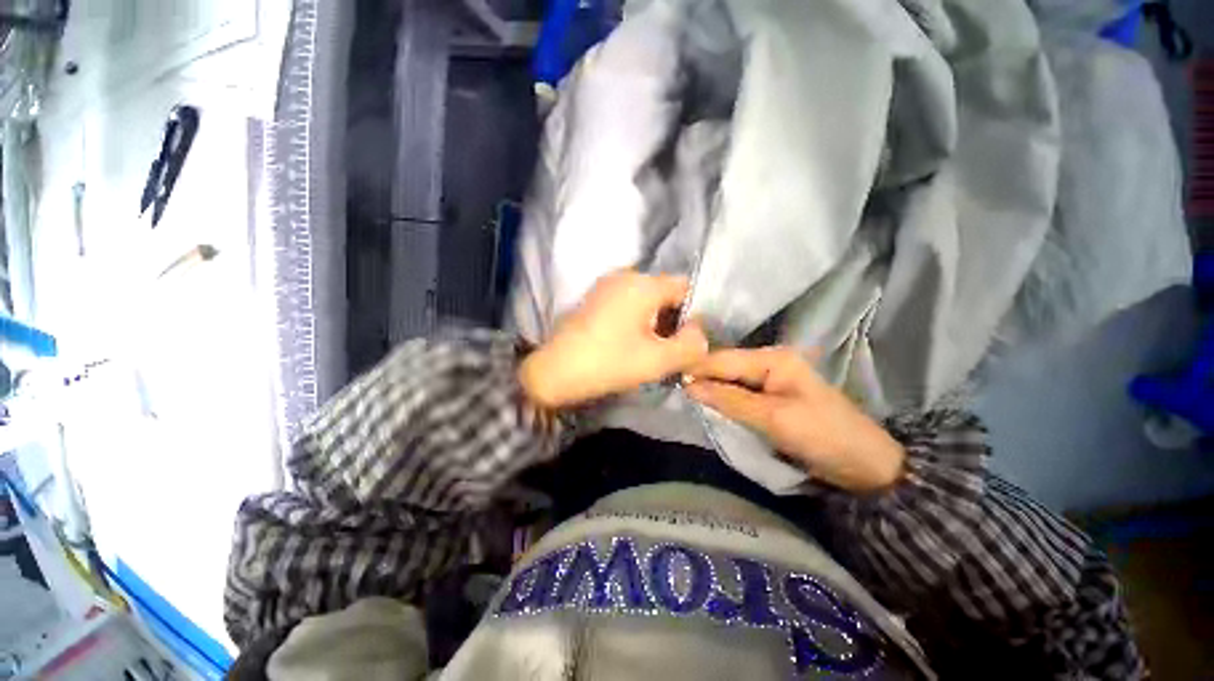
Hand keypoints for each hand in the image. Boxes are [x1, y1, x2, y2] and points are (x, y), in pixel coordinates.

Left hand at [519, 271, 708, 408]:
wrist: (553, 372)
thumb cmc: (608, 363)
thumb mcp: (658, 360)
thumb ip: (691, 346)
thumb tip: (699, 333)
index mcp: (643, 284)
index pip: (685, 287)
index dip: (693, 313)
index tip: (688, 340)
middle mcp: (625, 275)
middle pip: (664, 292)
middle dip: (673, 319)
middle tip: (670, 350)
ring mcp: (605, 285)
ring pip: (645, 299)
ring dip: (654, 321)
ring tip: (650, 350)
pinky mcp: (594, 298)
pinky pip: (626, 303)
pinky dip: (636, 320)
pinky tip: (629, 343)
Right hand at [685, 347, 904, 491]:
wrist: (865, 465)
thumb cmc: (823, 436)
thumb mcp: (773, 418)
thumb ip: (729, 399)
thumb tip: (688, 385)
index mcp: (773, 359)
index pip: (723, 359)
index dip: (696, 369)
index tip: (669, 379)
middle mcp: (769, 362)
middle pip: (725, 367)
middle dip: (701, 378)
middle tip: (673, 388)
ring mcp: (771, 379)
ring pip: (730, 380)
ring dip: (710, 389)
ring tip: (684, 396)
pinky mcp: (771, 397)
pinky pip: (739, 393)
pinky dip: (723, 399)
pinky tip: (707, 402)